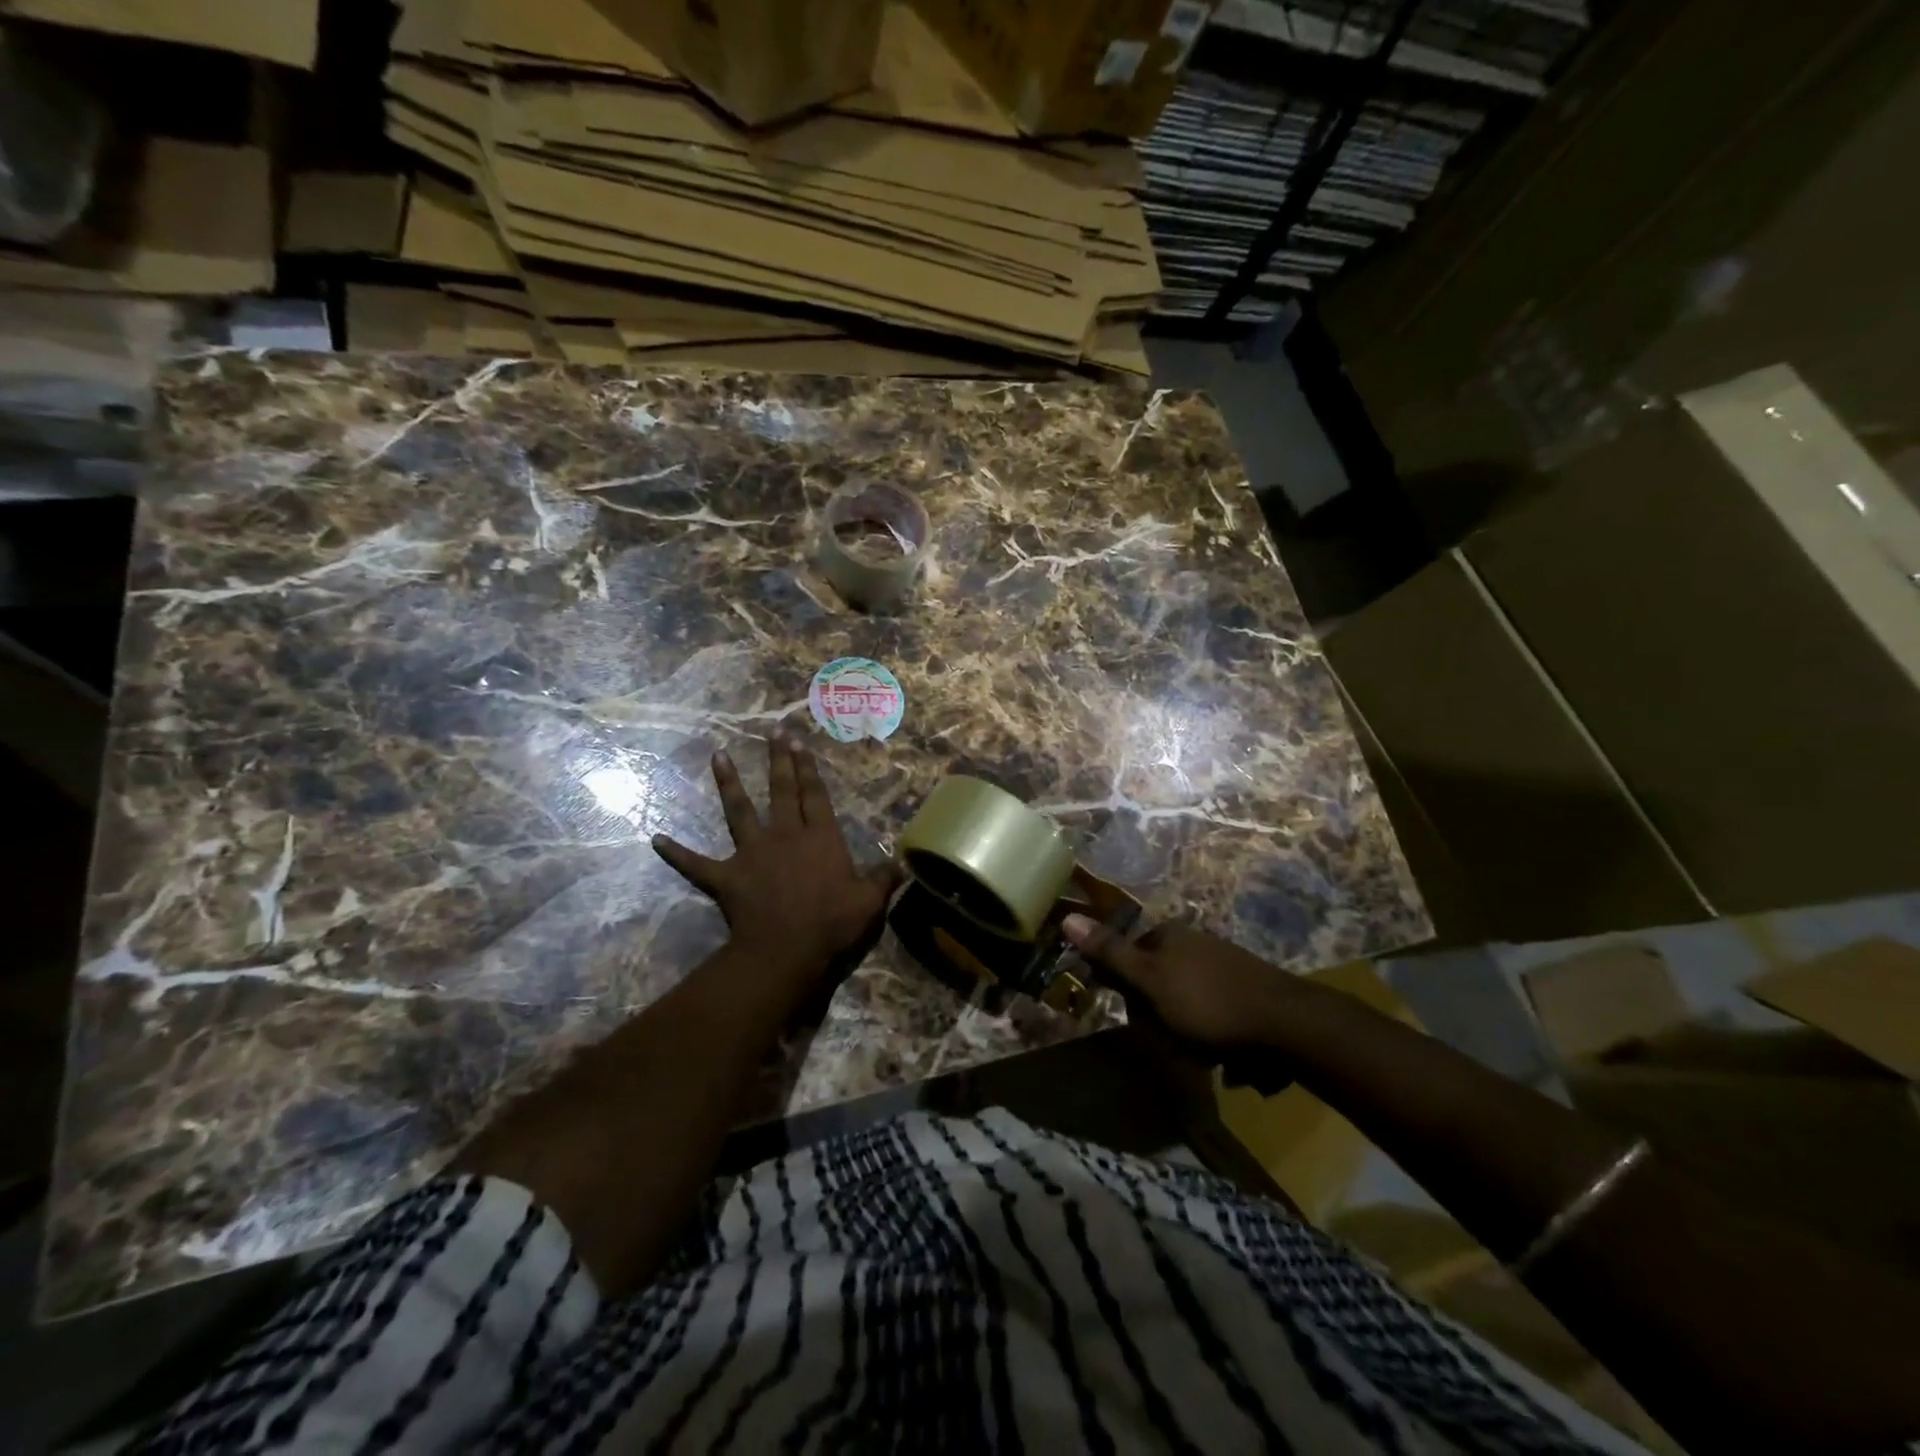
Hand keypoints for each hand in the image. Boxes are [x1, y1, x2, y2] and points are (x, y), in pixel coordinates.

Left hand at [653, 729, 898, 982]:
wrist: (787, 950)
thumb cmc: (832, 922)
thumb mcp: (869, 901)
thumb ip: (884, 878)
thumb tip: (903, 863)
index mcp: (820, 838)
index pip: (815, 795)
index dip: (808, 767)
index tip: (800, 741)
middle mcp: (786, 835)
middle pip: (781, 791)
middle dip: (778, 760)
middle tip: (773, 732)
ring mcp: (752, 853)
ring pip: (738, 811)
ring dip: (728, 783)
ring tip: (718, 755)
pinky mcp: (727, 877)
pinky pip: (697, 864)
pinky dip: (677, 853)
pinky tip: (655, 839)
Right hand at [1061, 916, 1303, 1051]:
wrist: (1286, 1024)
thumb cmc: (1206, 1002)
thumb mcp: (1149, 980)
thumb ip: (1109, 952)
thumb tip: (1067, 917)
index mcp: (1169, 934)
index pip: (1129, 956)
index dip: (1126, 989)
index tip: (1135, 1018)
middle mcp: (1195, 940)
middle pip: (1156, 978)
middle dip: (1157, 1012)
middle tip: (1169, 1039)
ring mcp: (1224, 962)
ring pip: (1185, 997)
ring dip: (1186, 1027)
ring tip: (1200, 1051)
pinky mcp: (1248, 988)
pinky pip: (1215, 1010)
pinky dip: (1213, 1031)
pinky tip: (1225, 1053)